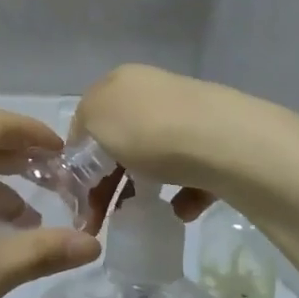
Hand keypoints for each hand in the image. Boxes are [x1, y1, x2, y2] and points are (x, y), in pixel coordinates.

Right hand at [70, 65, 265, 228]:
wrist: (223, 142)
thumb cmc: (147, 129)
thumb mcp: (95, 119)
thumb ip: (81, 129)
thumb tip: (86, 145)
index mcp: (122, 81)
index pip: (89, 116)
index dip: (78, 155)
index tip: (75, 192)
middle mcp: (156, 92)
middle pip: (122, 140)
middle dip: (107, 180)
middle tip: (98, 216)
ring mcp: (190, 117)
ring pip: (156, 157)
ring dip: (143, 187)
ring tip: (137, 216)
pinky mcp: (219, 144)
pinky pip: (192, 173)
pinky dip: (182, 194)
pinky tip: (180, 210)